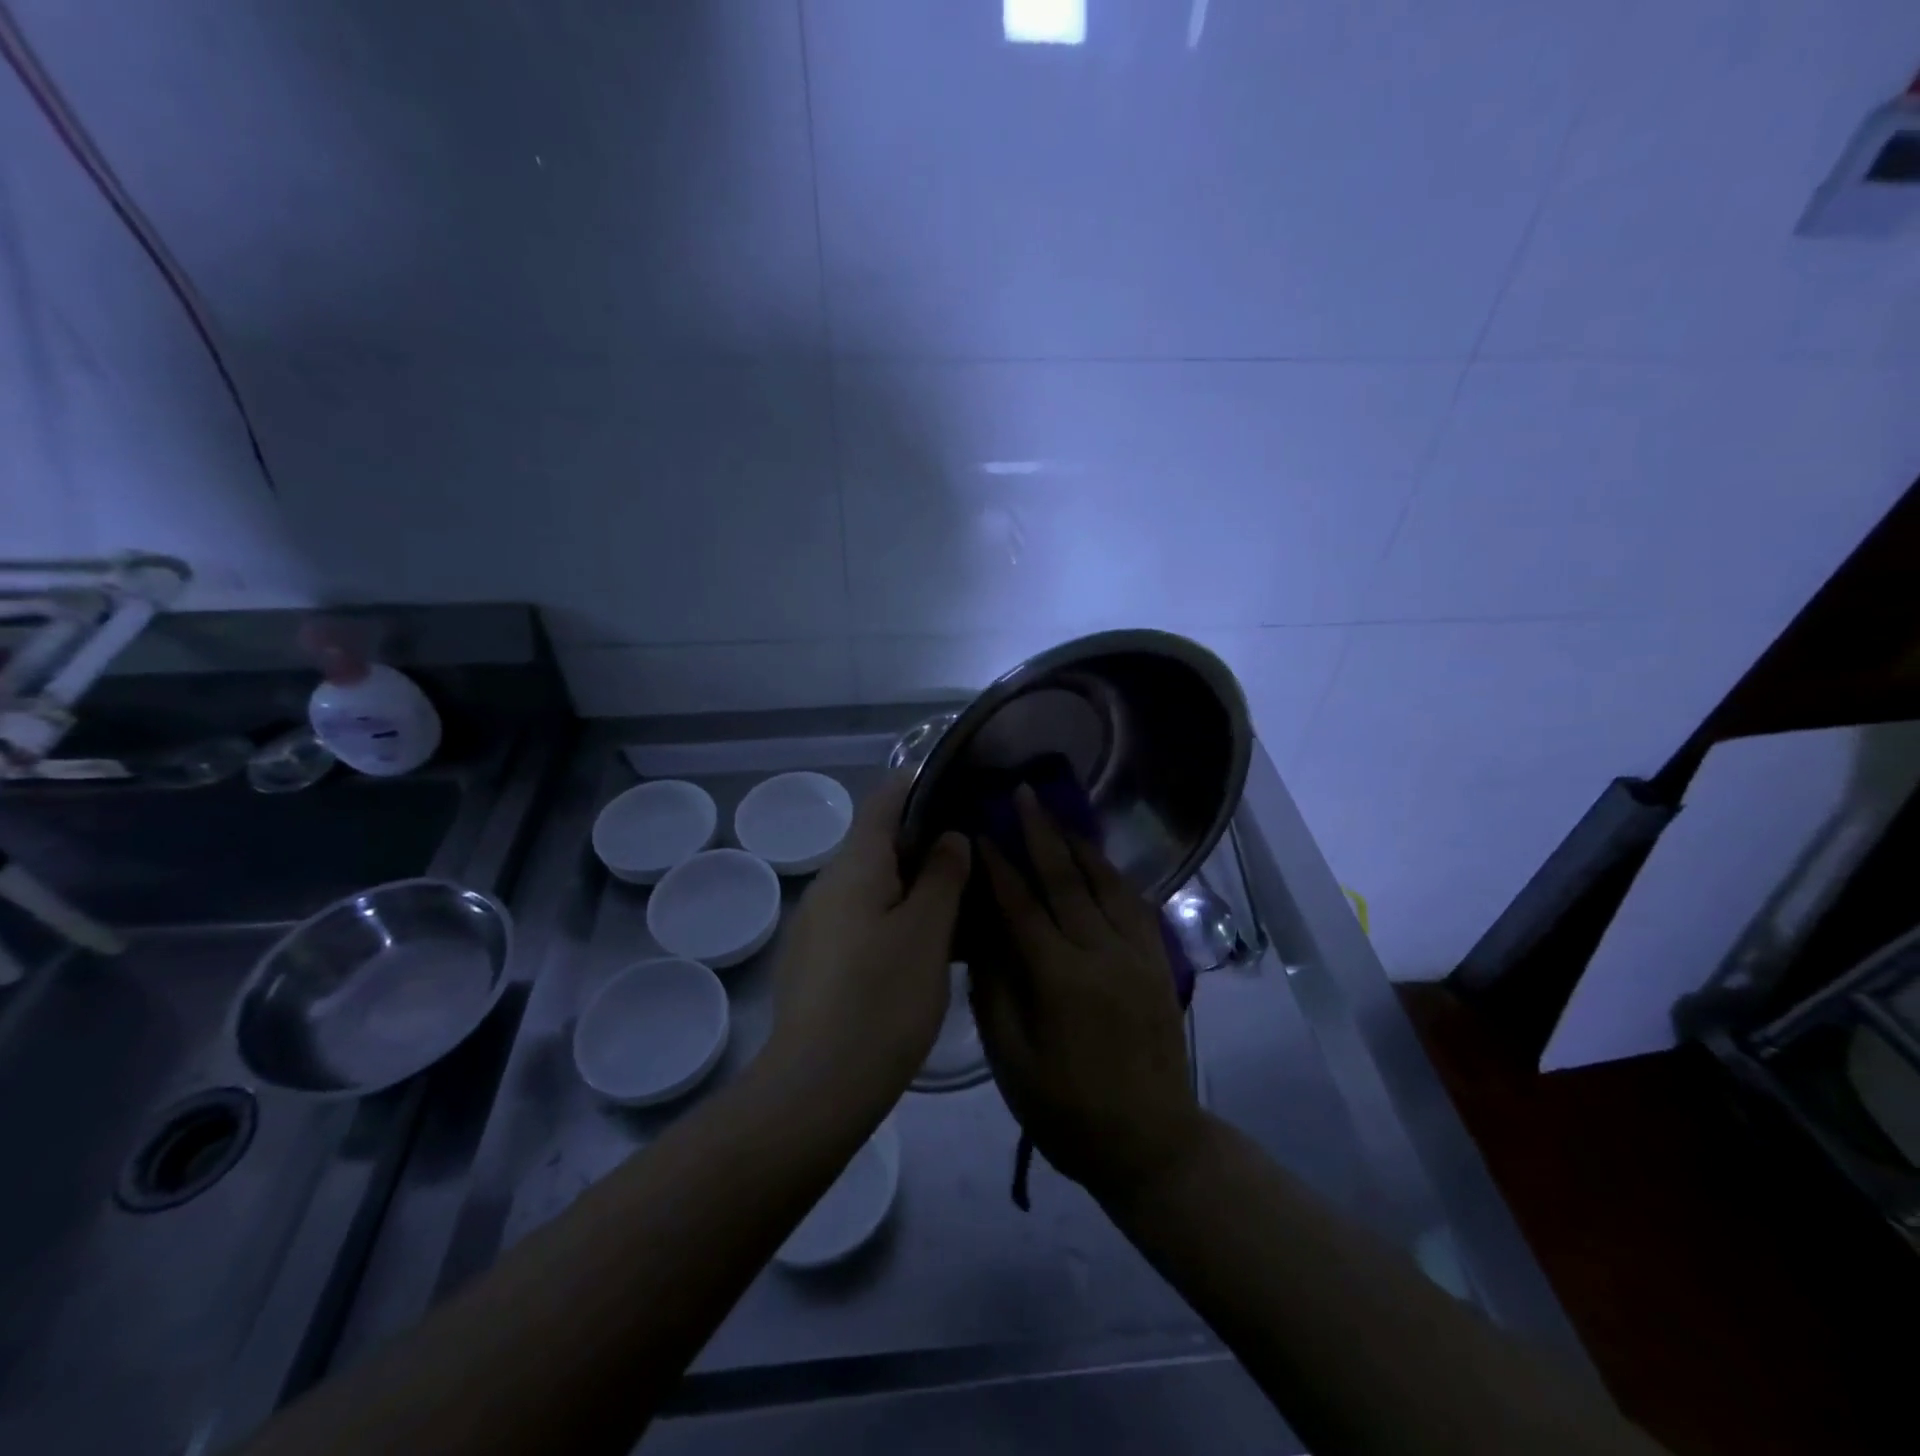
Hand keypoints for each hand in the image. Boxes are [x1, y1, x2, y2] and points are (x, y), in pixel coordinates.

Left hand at [764, 773, 970, 1099]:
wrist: (817, 1088)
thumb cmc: (882, 1000)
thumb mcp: (927, 932)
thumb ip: (942, 876)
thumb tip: (950, 836)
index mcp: (855, 866)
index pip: (885, 799)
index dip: (921, 783)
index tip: (962, 786)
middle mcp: (830, 884)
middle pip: (880, 841)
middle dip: (927, 837)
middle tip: (977, 849)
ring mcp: (819, 923)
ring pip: (874, 882)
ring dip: (915, 881)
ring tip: (964, 896)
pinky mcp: (818, 959)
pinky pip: (864, 917)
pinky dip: (897, 914)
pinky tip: (929, 944)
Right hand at [971, 785, 1203, 1204]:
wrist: (1152, 1144)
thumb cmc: (1068, 1111)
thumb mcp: (1013, 1062)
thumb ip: (995, 991)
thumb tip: (982, 934)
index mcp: (1061, 980)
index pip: (1022, 906)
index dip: (999, 865)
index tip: (981, 831)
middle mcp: (1103, 954)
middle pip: (1066, 880)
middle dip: (1041, 833)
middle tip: (1023, 794)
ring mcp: (1138, 955)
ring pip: (1106, 883)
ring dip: (1079, 845)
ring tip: (1058, 815)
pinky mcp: (1158, 963)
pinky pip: (1136, 905)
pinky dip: (1113, 875)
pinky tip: (1098, 862)